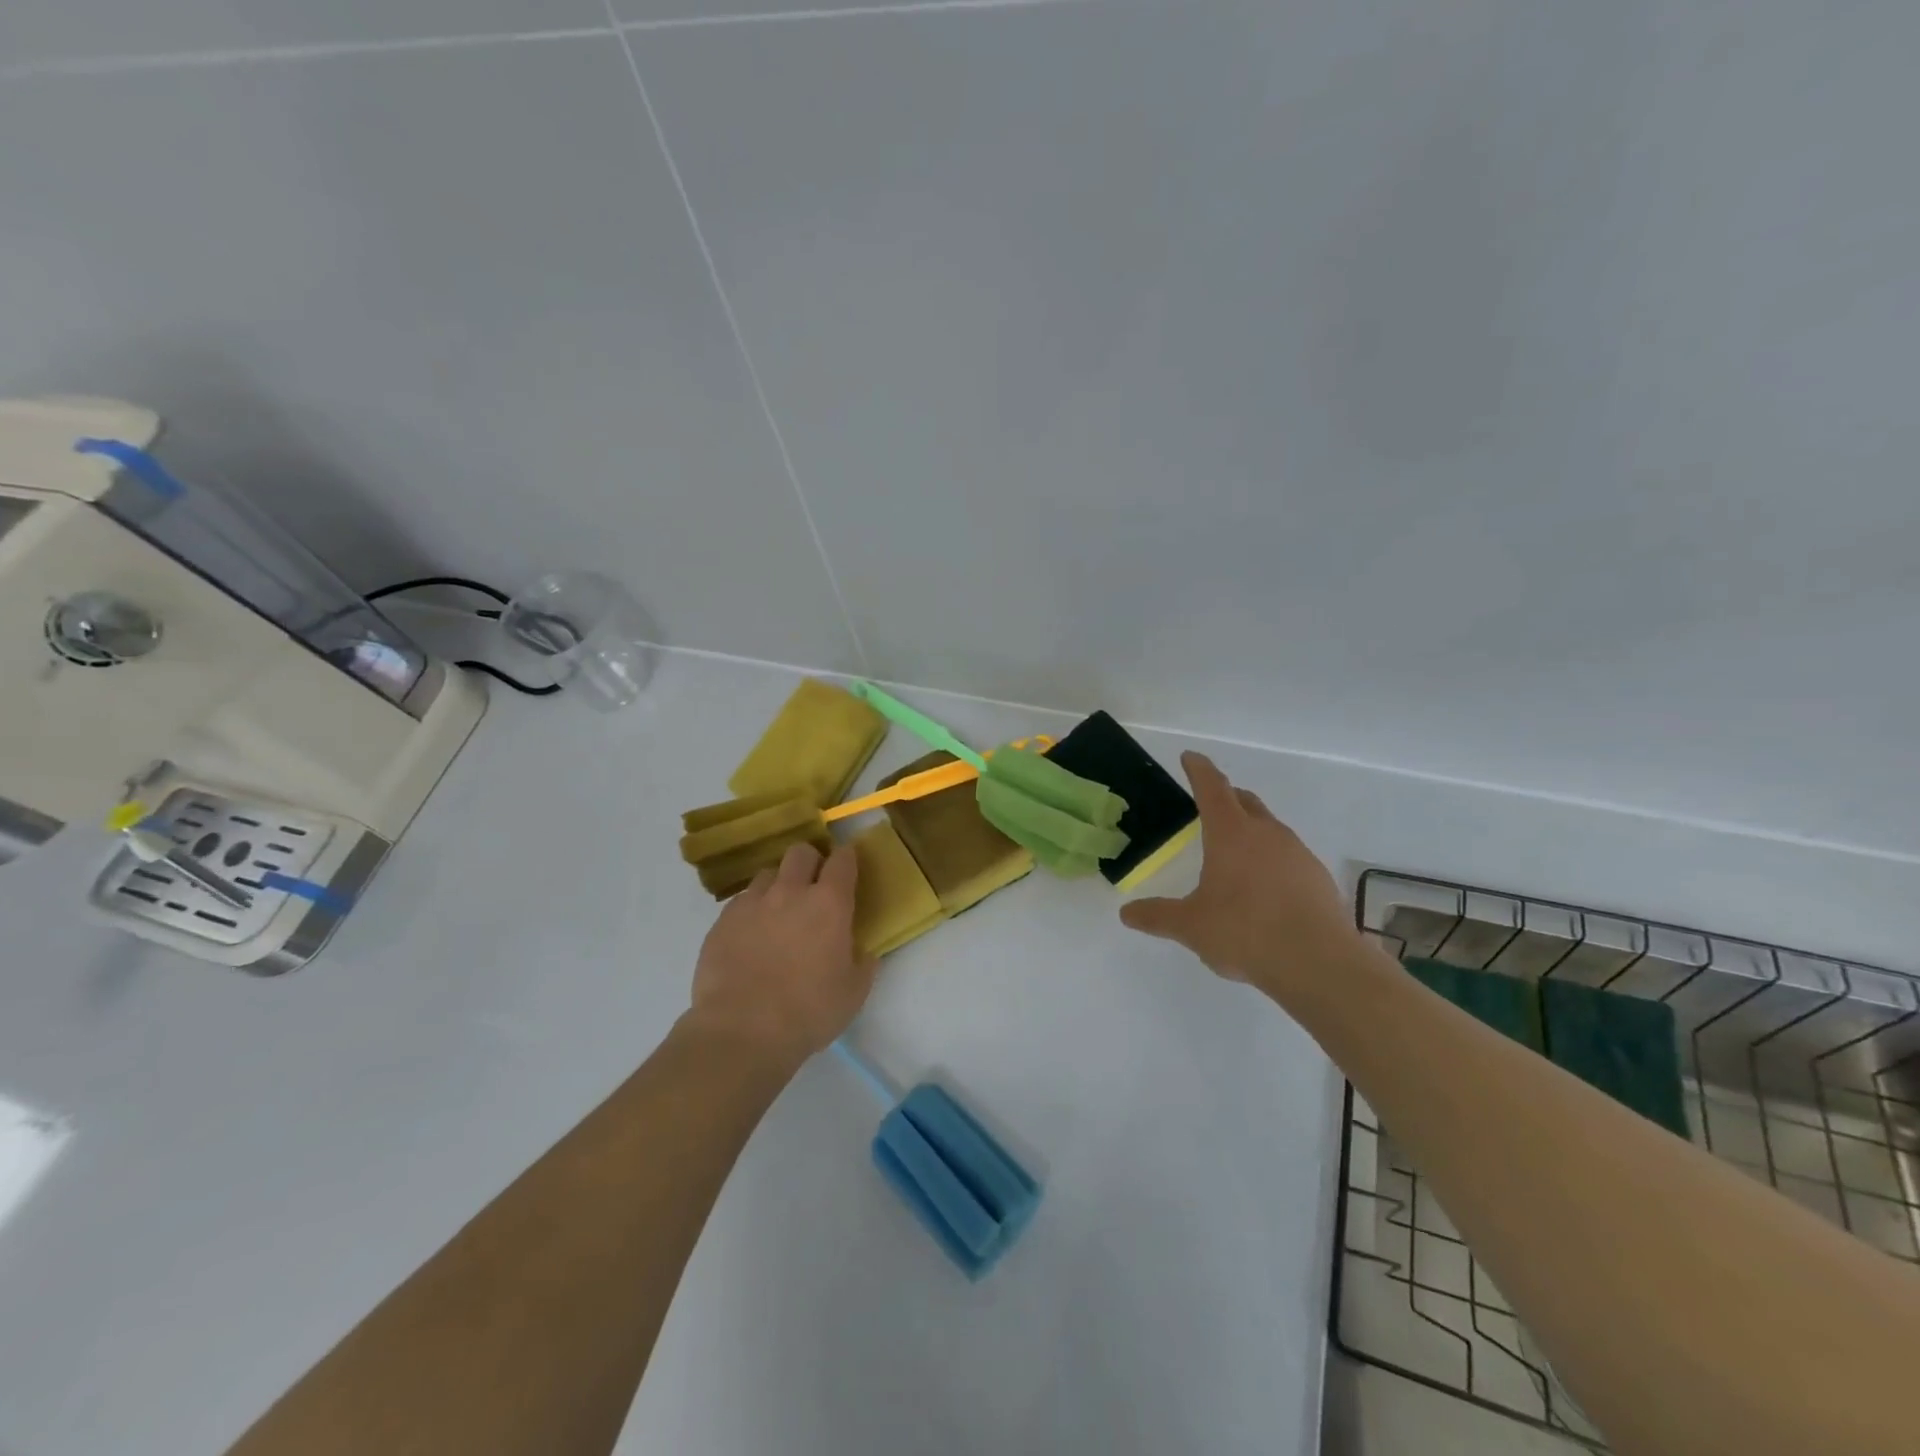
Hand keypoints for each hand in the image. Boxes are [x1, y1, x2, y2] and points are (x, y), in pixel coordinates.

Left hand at [686, 841, 878, 1070]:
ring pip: (768, 874)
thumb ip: (863, 964)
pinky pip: (742, 901)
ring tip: (779, 911)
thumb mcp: (853, 993)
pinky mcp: (723, 921)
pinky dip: (752, 909)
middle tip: (813, 887)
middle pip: (800, 852)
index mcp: (829, 904)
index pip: (842, 860)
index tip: (848, 867)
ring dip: (778, 885)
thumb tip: (863, 952)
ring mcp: (752, 903)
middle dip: (810, 862)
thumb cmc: (808, 1012)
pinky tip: (752, 935)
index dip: (846, 859)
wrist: (741, 1031)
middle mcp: (790, 892)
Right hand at [1119, 752, 1359, 999]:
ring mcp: (1297, 853)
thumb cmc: (1244, 932)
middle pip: (1245, 801)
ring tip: (1235, 851)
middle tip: (1210, 802)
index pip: (1212, 788)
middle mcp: (1266, 833)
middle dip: (1226, 796)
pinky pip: (1288, 855)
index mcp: (1230, 833)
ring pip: (1269, 828)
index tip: (1190, 757)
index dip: (1199, 770)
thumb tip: (1126, 914)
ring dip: (1251, 829)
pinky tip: (1265, 887)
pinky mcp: (1317, 877)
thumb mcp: (1191, 926)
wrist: (1318, 963)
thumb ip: (1158, 917)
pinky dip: (1271, 858)